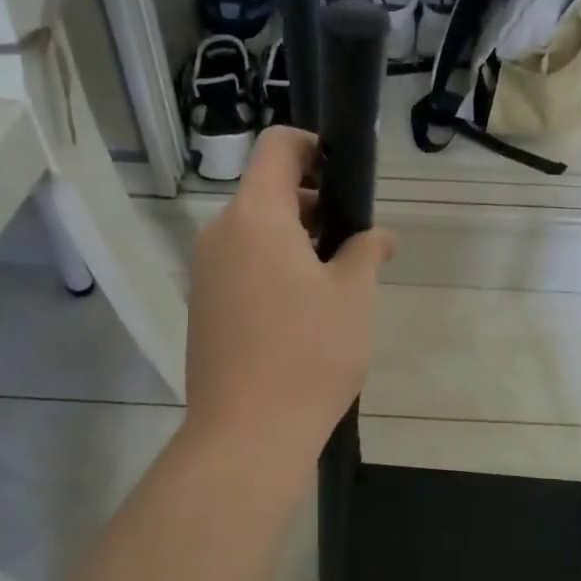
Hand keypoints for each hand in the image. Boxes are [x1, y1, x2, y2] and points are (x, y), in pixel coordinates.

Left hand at [184, 128, 394, 471]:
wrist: (247, 433)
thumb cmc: (309, 353)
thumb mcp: (354, 296)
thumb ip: (367, 251)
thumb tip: (378, 236)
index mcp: (256, 216)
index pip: (277, 147)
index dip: (314, 148)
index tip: (346, 179)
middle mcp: (220, 235)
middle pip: (266, 193)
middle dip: (313, 206)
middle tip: (354, 246)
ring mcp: (205, 274)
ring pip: (254, 235)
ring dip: (294, 243)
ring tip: (334, 287)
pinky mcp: (202, 309)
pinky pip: (241, 269)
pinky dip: (272, 271)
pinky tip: (302, 316)